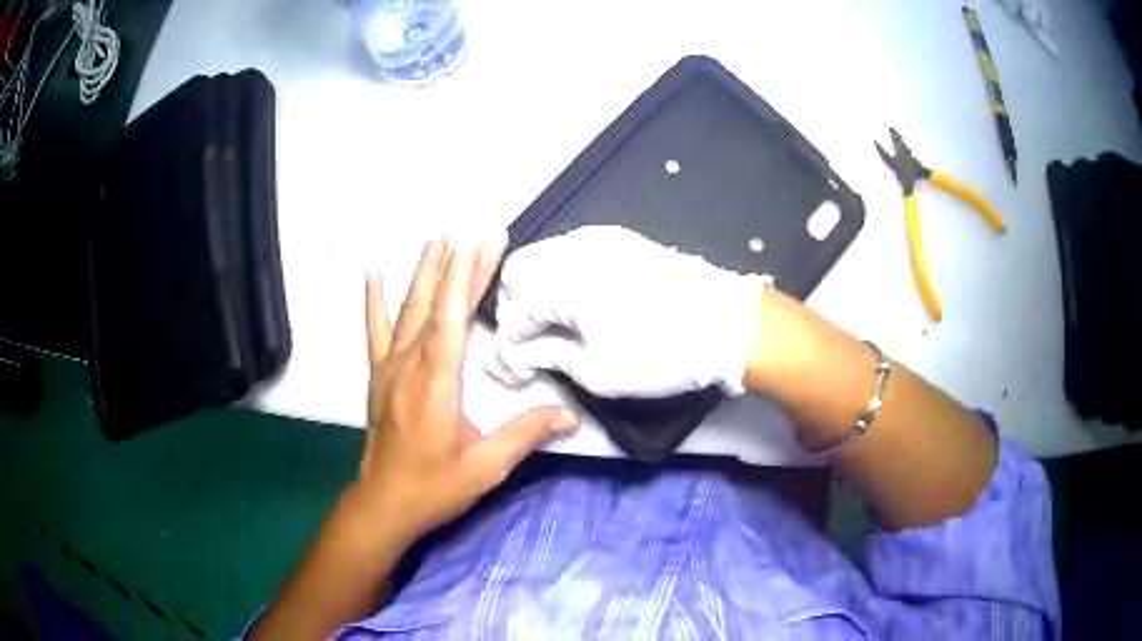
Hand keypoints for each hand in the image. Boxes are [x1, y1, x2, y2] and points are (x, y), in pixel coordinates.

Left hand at [357, 236, 578, 539]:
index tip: (481, 241)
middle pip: (432, 304)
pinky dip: (373, 297)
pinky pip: (374, 328)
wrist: (384, 504)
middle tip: (473, 230)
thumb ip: (525, 435)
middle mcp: (409, 366)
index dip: (465, 276)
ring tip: (436, 236)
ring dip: (422, 270)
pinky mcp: (379, 375)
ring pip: (406, 308)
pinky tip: (373, 270)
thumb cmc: (435, 487)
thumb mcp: (486, 467)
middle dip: (454, 263)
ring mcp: (389, 367)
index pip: (451, 317)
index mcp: (436, 383)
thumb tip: (569, 416)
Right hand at [487, 226, 762, 397]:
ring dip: (538, 292)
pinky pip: (573, 253)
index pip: (513, 311)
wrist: (727, 324)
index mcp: (562, 279)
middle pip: (518, 272)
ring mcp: (599, 238)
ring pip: (545, 258)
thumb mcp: (597, 370)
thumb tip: (525, 353)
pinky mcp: (621, 240)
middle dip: (516, 310)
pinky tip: (579, 305)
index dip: (509, 346)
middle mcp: (573, 248)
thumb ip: (550, 356)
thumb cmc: (660, 352)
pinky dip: (563, 278)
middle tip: (531, 345)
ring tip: (555, 327)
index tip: (515, 372)